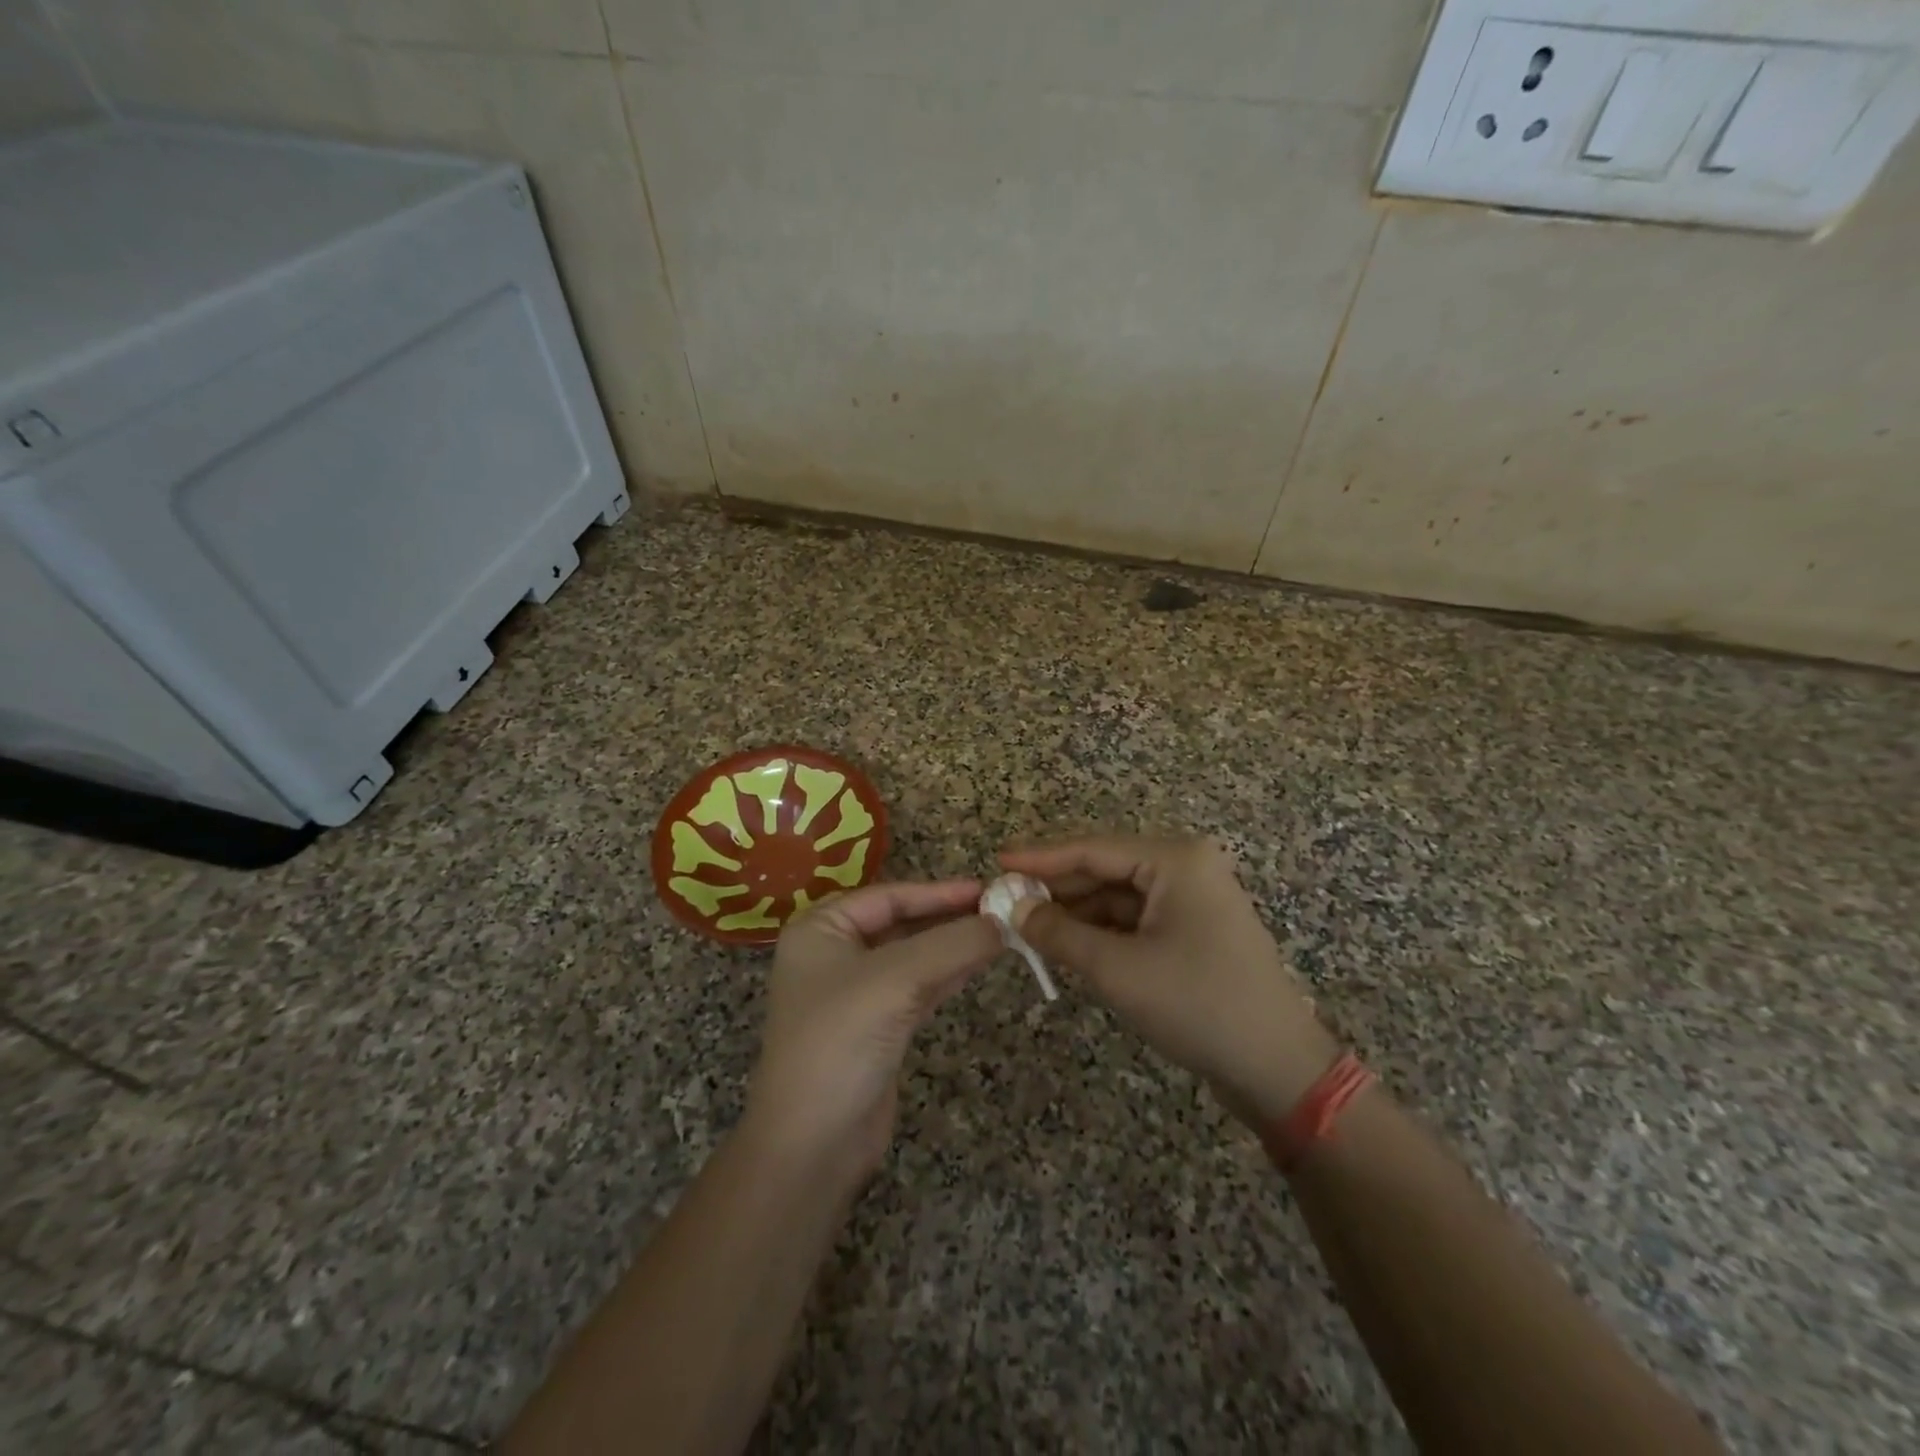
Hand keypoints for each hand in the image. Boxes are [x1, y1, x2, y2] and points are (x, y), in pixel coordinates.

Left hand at [745, 880, 1000, 1187]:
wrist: (812, 1144)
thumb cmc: (841, 1041)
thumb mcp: (897, 979)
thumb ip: (953, 944)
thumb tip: (1004, 921)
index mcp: (821, 929)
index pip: (889, 896)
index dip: (939, 891)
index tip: (987, 888)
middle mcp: (835, 953)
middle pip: (902, 922)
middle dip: (949, 917)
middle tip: (1001, 909)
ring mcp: (856, 992)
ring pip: (914, 955)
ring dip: (954, 945)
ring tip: (1001, 932)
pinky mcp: (877, 1026)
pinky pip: (919, 986)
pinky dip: (949, 974)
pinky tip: (982, 963)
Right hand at [999, 836, 1339, 1126]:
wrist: (1277, 1068)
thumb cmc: (1197, 1005)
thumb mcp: (1118, 969)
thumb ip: (1059, 933)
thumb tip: (1012, 909)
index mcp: (1175, 859)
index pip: (1092, 849)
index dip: (1040, 857)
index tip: (997, 861)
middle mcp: (1186, 867)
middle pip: (1104, 869)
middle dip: (1056, 888)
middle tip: (1005, 900)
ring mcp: (1192, 899)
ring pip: (1117, 896)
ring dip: (1076, 912)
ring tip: (1027, 926)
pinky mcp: (1193, 929)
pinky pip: (1135, 919)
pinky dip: (1100, 931)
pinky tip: (1067, 944)